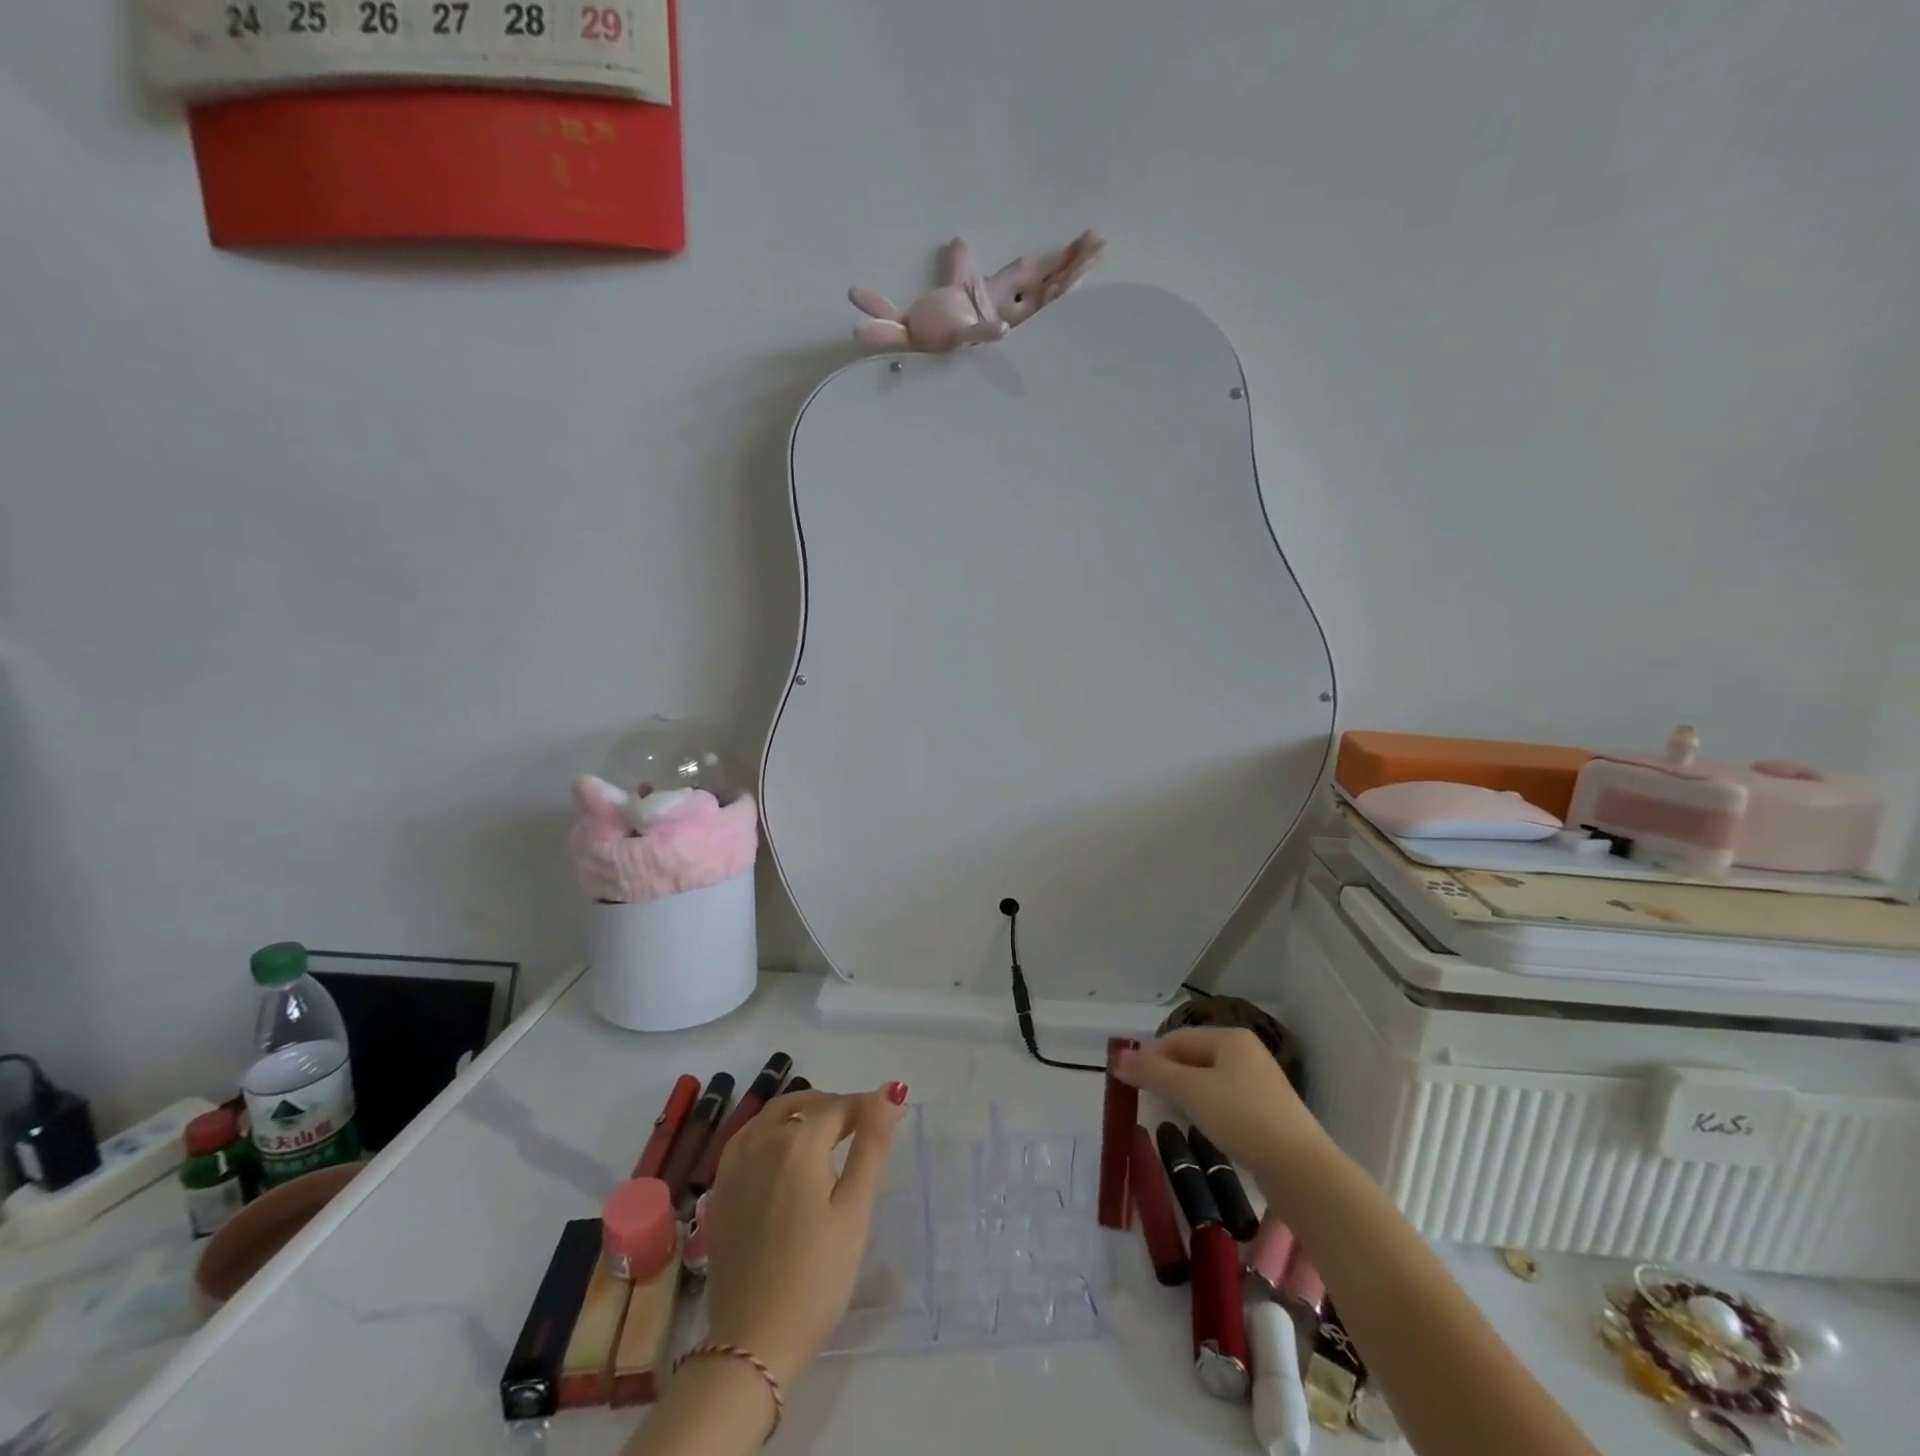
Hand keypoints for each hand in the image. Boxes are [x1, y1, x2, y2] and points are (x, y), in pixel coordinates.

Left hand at [700, 1084, 908, 1386]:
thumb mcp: (855, 1209)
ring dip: (801, 1115)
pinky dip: (772, 1133)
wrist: (752, 1342)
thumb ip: (872, 1144)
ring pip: (771, 1116)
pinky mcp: (719, 1190)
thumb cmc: (816, 1276)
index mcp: (798, 1142)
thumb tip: (890, 1091)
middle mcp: (761, 1141)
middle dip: (834, 1107)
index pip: (839, 1106)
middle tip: (860, 1129)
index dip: (867, 1107)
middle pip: (802, 1104)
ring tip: (826, 1139)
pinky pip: (748, 1139)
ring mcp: (733, 1165)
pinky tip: (784, 1159)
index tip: (889, 1118)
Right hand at [1115, 1029, 1327, 1200]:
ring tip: (1170, 1115)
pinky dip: (1207, 1110)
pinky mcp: (1268, 1113)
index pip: (1177, 1038)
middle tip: (1147, 1100)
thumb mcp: (1189, 1091)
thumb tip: (1116, 1058)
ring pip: (1209, 1081)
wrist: (1301, 1170)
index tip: (1130, 1082)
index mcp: (1230, 1037)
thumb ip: (1151, 1073)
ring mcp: (1260, 1083)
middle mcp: (1246, 1053)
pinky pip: (1226, 1101)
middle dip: (1167, 1076)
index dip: (1150, 1056)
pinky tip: (1202, 1129)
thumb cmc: (1242, 1118)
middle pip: (1193, 1057)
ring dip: (1185, 1095)